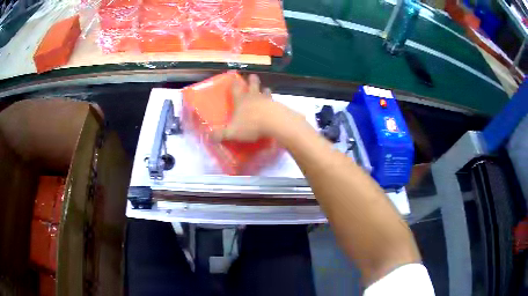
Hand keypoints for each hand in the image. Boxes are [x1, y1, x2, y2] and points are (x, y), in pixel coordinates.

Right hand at [214, 74, 276, 141]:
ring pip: (265, 91)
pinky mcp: (277, 105)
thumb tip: (209, 136)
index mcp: (241, 100)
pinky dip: (273, 102)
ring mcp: (267, 100)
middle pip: (253, 85)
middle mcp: (253, 97)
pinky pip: (274, 102)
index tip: (235, 78)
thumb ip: (221, 134)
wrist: (274, 122)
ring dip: (265, 90)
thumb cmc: (251, 125)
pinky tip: (274, 106)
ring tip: (266, 89)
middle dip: (252, 80)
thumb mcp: (232, 132)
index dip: (234, 83)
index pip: (236, 89)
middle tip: (252, 76)